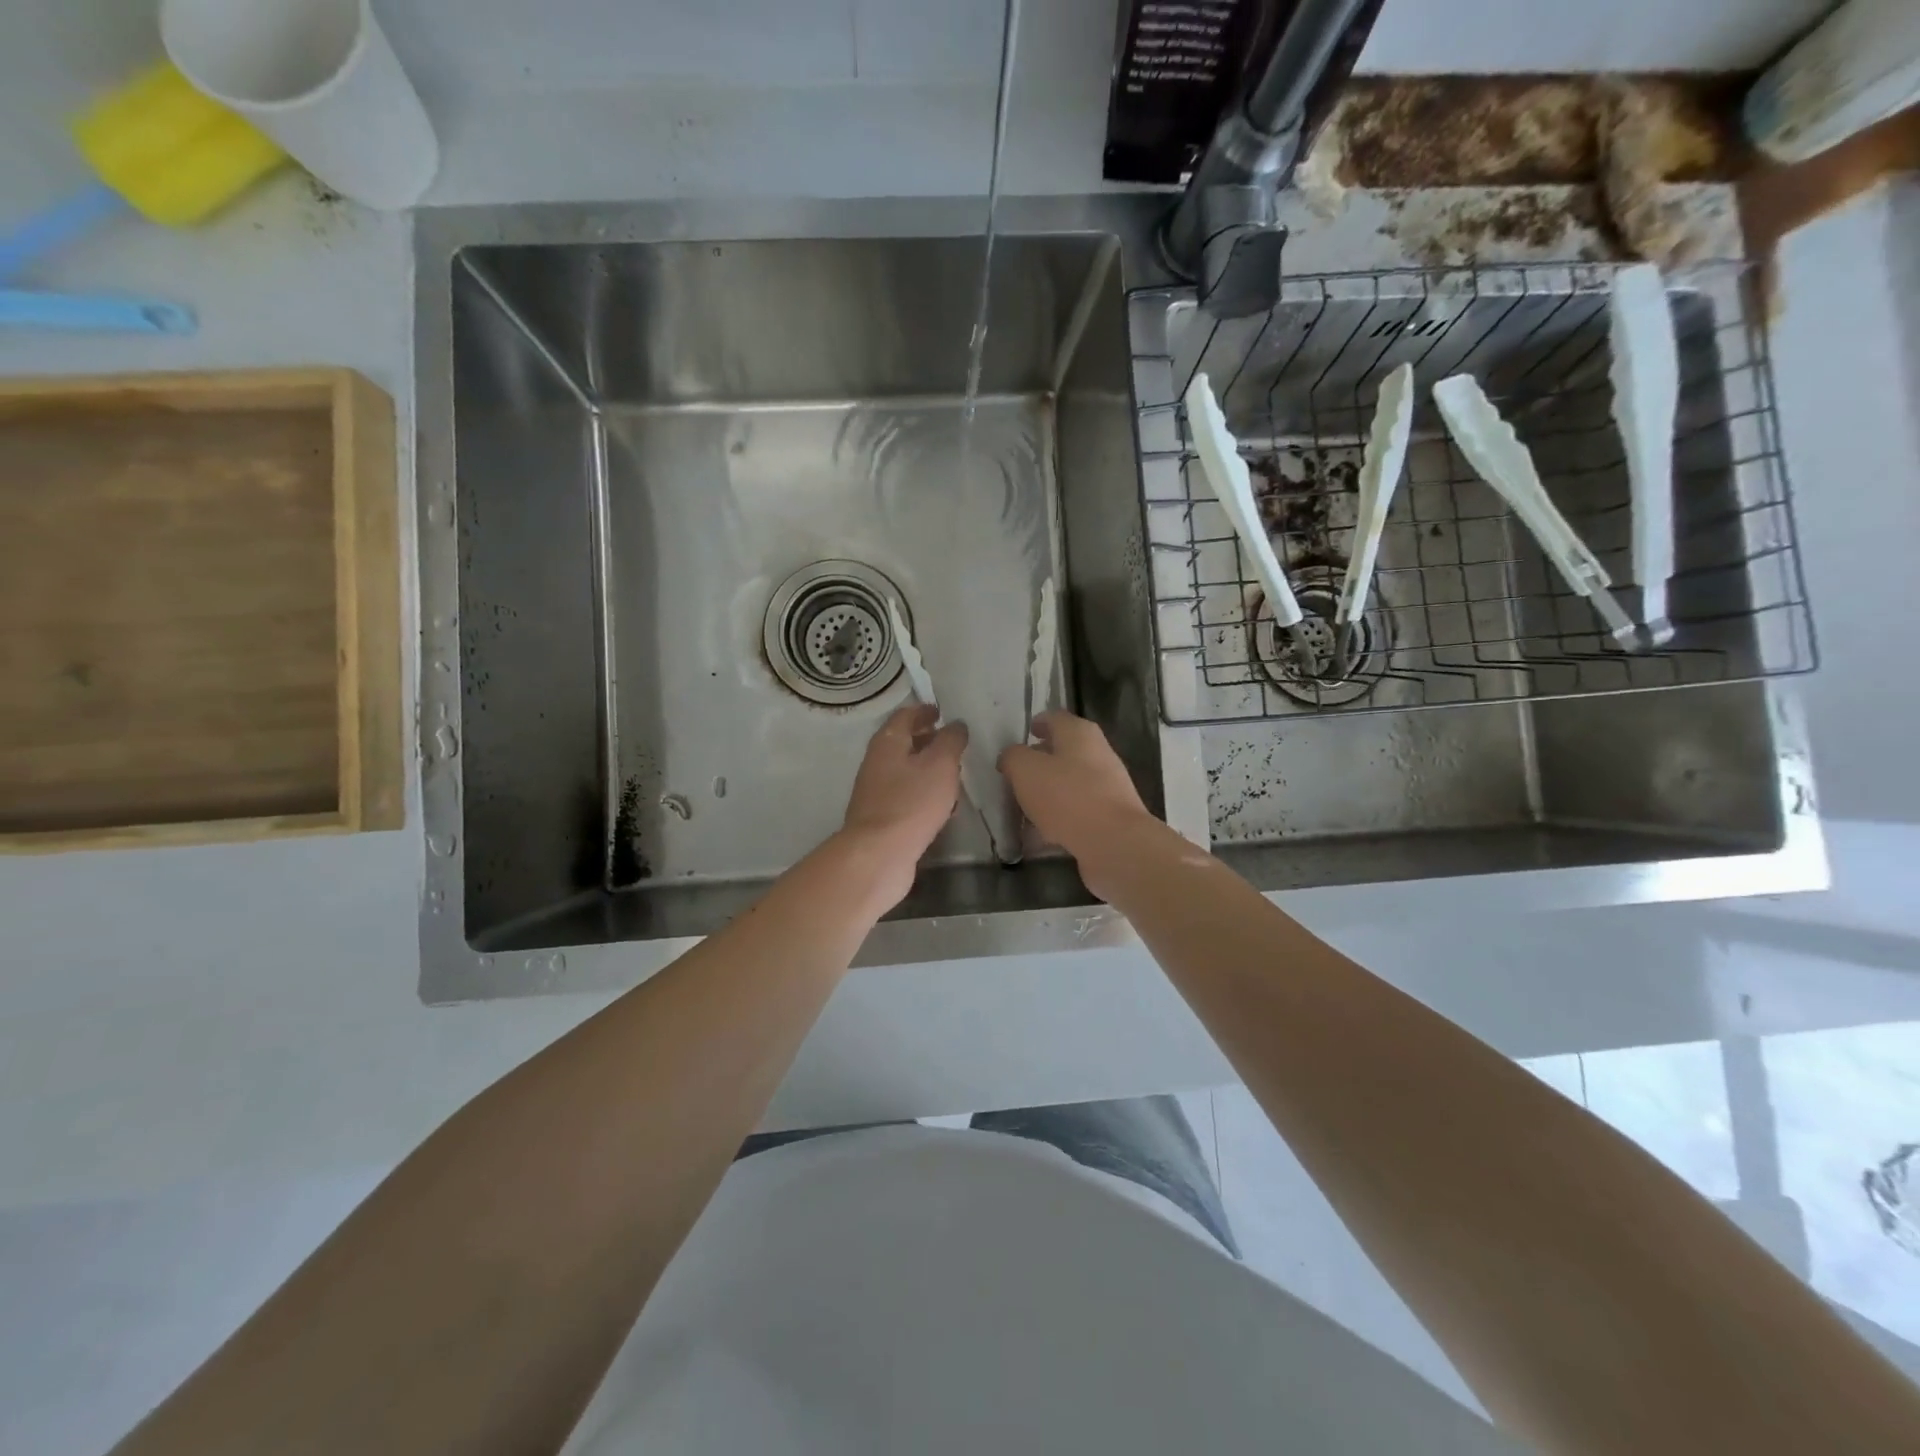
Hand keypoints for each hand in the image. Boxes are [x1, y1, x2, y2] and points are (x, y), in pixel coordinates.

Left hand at [838, 704, 968, 905]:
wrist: (879, 854)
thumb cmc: (912, 802)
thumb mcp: (941, 764)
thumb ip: (951, 740)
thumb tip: (956, 724)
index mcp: (887, 742)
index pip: (905, 716)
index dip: (924, 711)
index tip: (941, 712)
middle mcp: (876, 762)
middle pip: (902, 742)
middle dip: (926, 739)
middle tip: (951, 742)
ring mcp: (876, 791)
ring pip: (904, 771)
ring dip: (926, 768)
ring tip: (952, 773)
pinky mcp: (882, 818)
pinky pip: (905, 796)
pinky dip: (923, 793)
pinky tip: (941, 806)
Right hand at [997, 711, 1154, 896]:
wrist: (1114, 842)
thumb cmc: (1067, 796)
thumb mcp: (1025, 770)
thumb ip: (1013, 757)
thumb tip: (1012, 757)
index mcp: (1079, 733)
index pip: (1055, 718)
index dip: (1038, 723)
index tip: (1024, 734)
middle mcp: (1098, 753)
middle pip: (1064, 751)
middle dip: (1040, 761)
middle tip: (1016, 775)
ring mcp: (1107, 786)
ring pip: (1070, 783)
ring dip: (1048, 792)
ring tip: (1022, 808)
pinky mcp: (1109, 816)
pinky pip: (1076, 811)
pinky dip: (1058, 819)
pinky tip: (1039, 836)